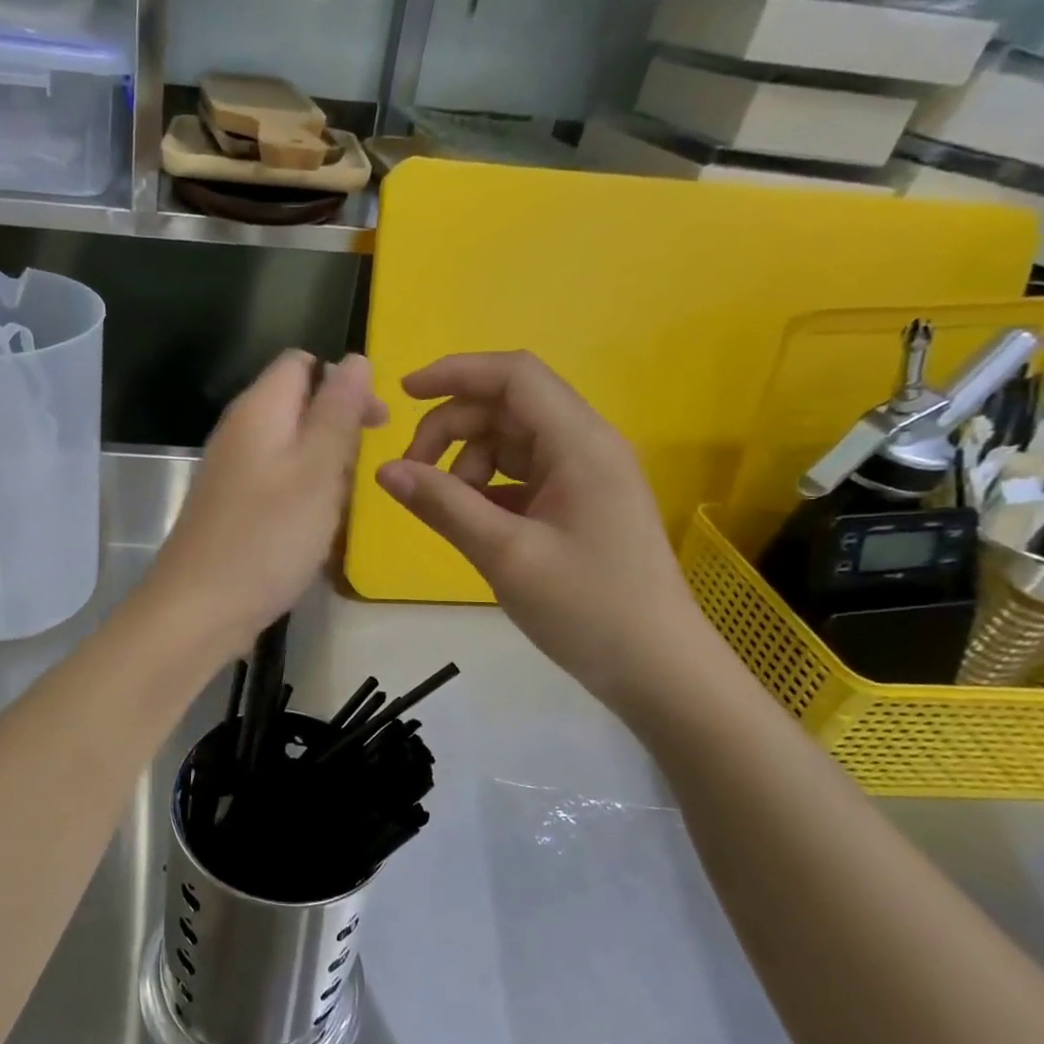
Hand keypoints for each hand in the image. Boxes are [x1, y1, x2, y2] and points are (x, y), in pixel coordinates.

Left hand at [145, 351, 386, 660]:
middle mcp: (240, 431)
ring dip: (324, 467)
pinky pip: (277, 481)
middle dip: (338, 429)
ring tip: (340, 505)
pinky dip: (303, 494)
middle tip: (362, 472)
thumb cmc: (267, 537)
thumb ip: (338, 411)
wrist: (199, 609)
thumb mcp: (317, 469)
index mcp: (258, 410)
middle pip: (298, 404)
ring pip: (291, 447)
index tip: (377, 422)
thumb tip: (356, 359)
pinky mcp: (231, 505)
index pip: (302, 364)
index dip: (345, 381)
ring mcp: (232, 470)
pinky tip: (314, 527)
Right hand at [374, 351, 708, 707]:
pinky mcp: (577, 505)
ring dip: (465, 463)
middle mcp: (585, 447)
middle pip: (506, 408)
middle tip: (410, 474)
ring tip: (446, 510)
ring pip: (509, 443)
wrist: (658, 671)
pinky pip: (520, 477)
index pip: (514, 376)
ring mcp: (583, 477)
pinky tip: (468, 522)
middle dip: (451, 429)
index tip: (404, 393)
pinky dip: (485, 489)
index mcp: (580, 443)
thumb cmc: (588, 608)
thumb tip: (385, 470)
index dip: (456, 372)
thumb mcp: (506, 555)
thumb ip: (443, 505)